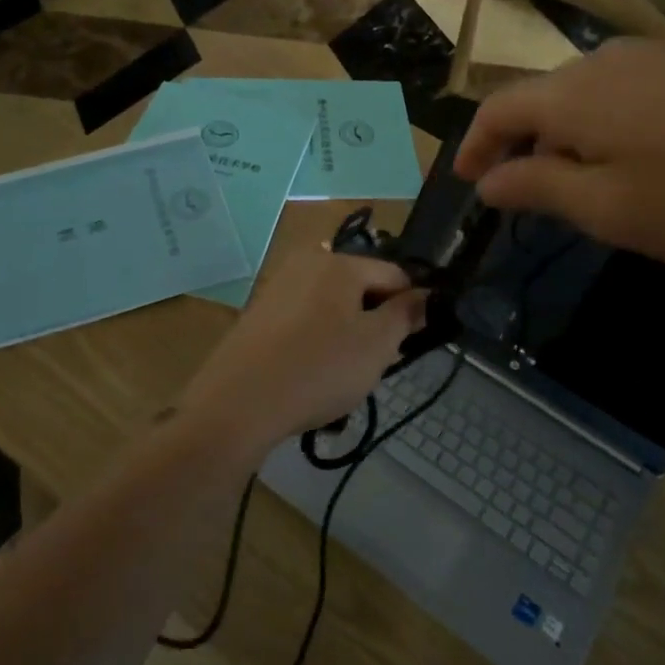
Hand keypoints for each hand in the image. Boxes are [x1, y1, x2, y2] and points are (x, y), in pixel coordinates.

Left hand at [182, 249, 426, 451]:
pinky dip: (316, 339)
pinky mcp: (258, 312)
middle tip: (378, 362)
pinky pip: (303, 318)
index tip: (413, 341)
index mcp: (339, 263)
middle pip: (360, 286)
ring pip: (331, 304)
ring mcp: (278, 286)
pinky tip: (312, 372)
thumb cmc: (319, 369)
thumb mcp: (377, 345)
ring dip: (346, 331)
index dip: (412, 305)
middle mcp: (307, 262)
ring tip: (344, 373)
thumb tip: (426, 296)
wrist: (238, 403)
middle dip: (375, 319)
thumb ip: (406, 315)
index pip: (394, 274)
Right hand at [453, 38, 664, 269]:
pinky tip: (645, 165)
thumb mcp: (614, 210)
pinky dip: (612, 131)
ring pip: (588, 98)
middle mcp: (607, 62)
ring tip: (584, 189)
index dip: (474, 147)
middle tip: (526, 198)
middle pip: (542, 100)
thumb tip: (489, 181)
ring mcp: (660, 58)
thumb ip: (540, 190)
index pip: (497, 110)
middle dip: (523, 148)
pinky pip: (631, 96)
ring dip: (569, 141)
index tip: (466, 184)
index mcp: (573, 95)